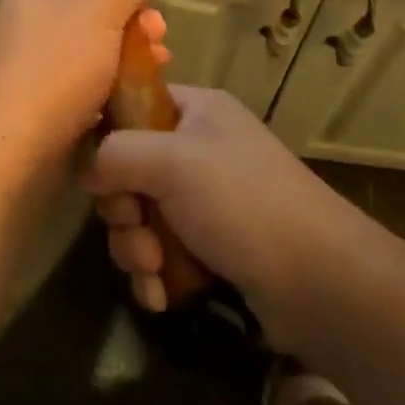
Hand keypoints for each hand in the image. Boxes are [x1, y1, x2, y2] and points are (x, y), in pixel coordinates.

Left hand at [0, 0, 167, 167]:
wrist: (20, 141)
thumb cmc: (60, 62)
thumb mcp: (103, 4)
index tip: (145, 3)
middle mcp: (30, 15)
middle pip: (95, 7)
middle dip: (133, 21)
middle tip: (159, 38)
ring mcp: (36, 57)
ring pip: (96, 44)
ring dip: (130, 52)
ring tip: (158, 66)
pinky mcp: (45, 94)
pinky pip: (87, 78)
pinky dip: (114, 82)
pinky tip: (136, 93)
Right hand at [83, 86, 364, 351]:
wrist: (317, 279)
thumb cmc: (241, 201)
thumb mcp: (171, 161)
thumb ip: (115, 153)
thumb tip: (87, 168)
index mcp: (196, 111)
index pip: (133, 107)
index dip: (110, 140)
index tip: (102, 175)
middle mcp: (200, 149)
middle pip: (130, 170)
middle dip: (125, 211)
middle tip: (138, 232)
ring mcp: (208, 200)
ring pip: (142, 217)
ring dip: (137, 249)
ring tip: (155, 271)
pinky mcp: (213, 247)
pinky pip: (163, 253)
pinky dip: (156, 274)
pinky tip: (162, 296)